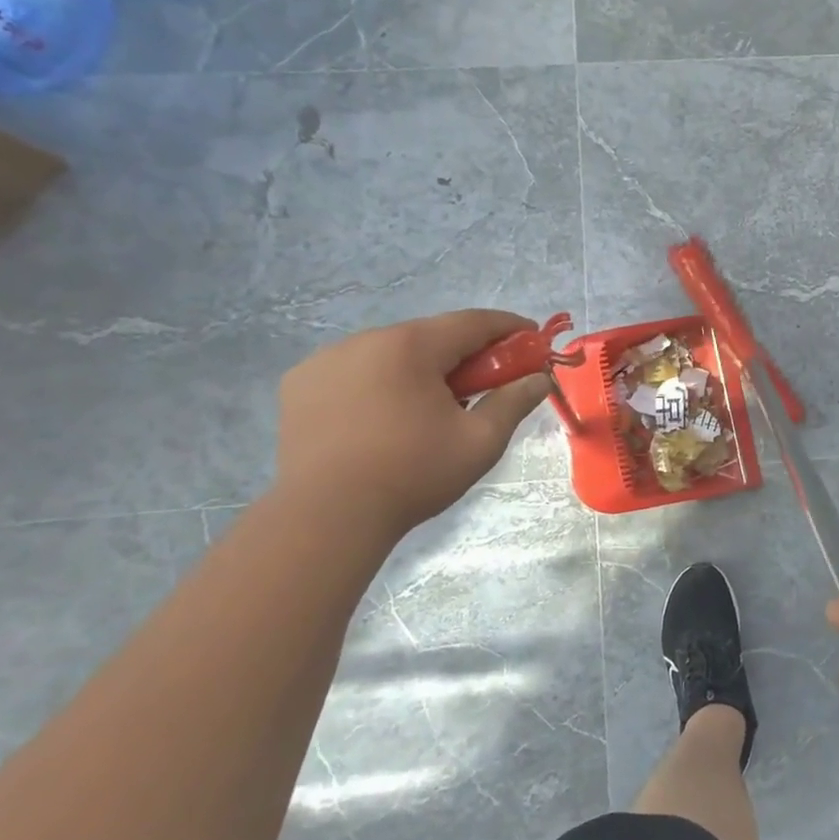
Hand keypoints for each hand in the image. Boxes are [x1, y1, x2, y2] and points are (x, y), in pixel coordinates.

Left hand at [273, 309, 550, 536]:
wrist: (325, 518)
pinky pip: (354, 371)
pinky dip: (379, 382)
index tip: (532, 339)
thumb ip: (513, 401)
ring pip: (390, 353)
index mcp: (410, 346)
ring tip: (431, 408)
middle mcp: (365, 340)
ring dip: (419, 369)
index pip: (472, 321)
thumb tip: (540, 379)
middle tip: (486, 383)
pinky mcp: (299, 384)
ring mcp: (325, 360)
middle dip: (464, 354)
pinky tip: (385, 416)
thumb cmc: (412, 474)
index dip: (508, 327)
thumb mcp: (480, 441)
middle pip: (430, 336)